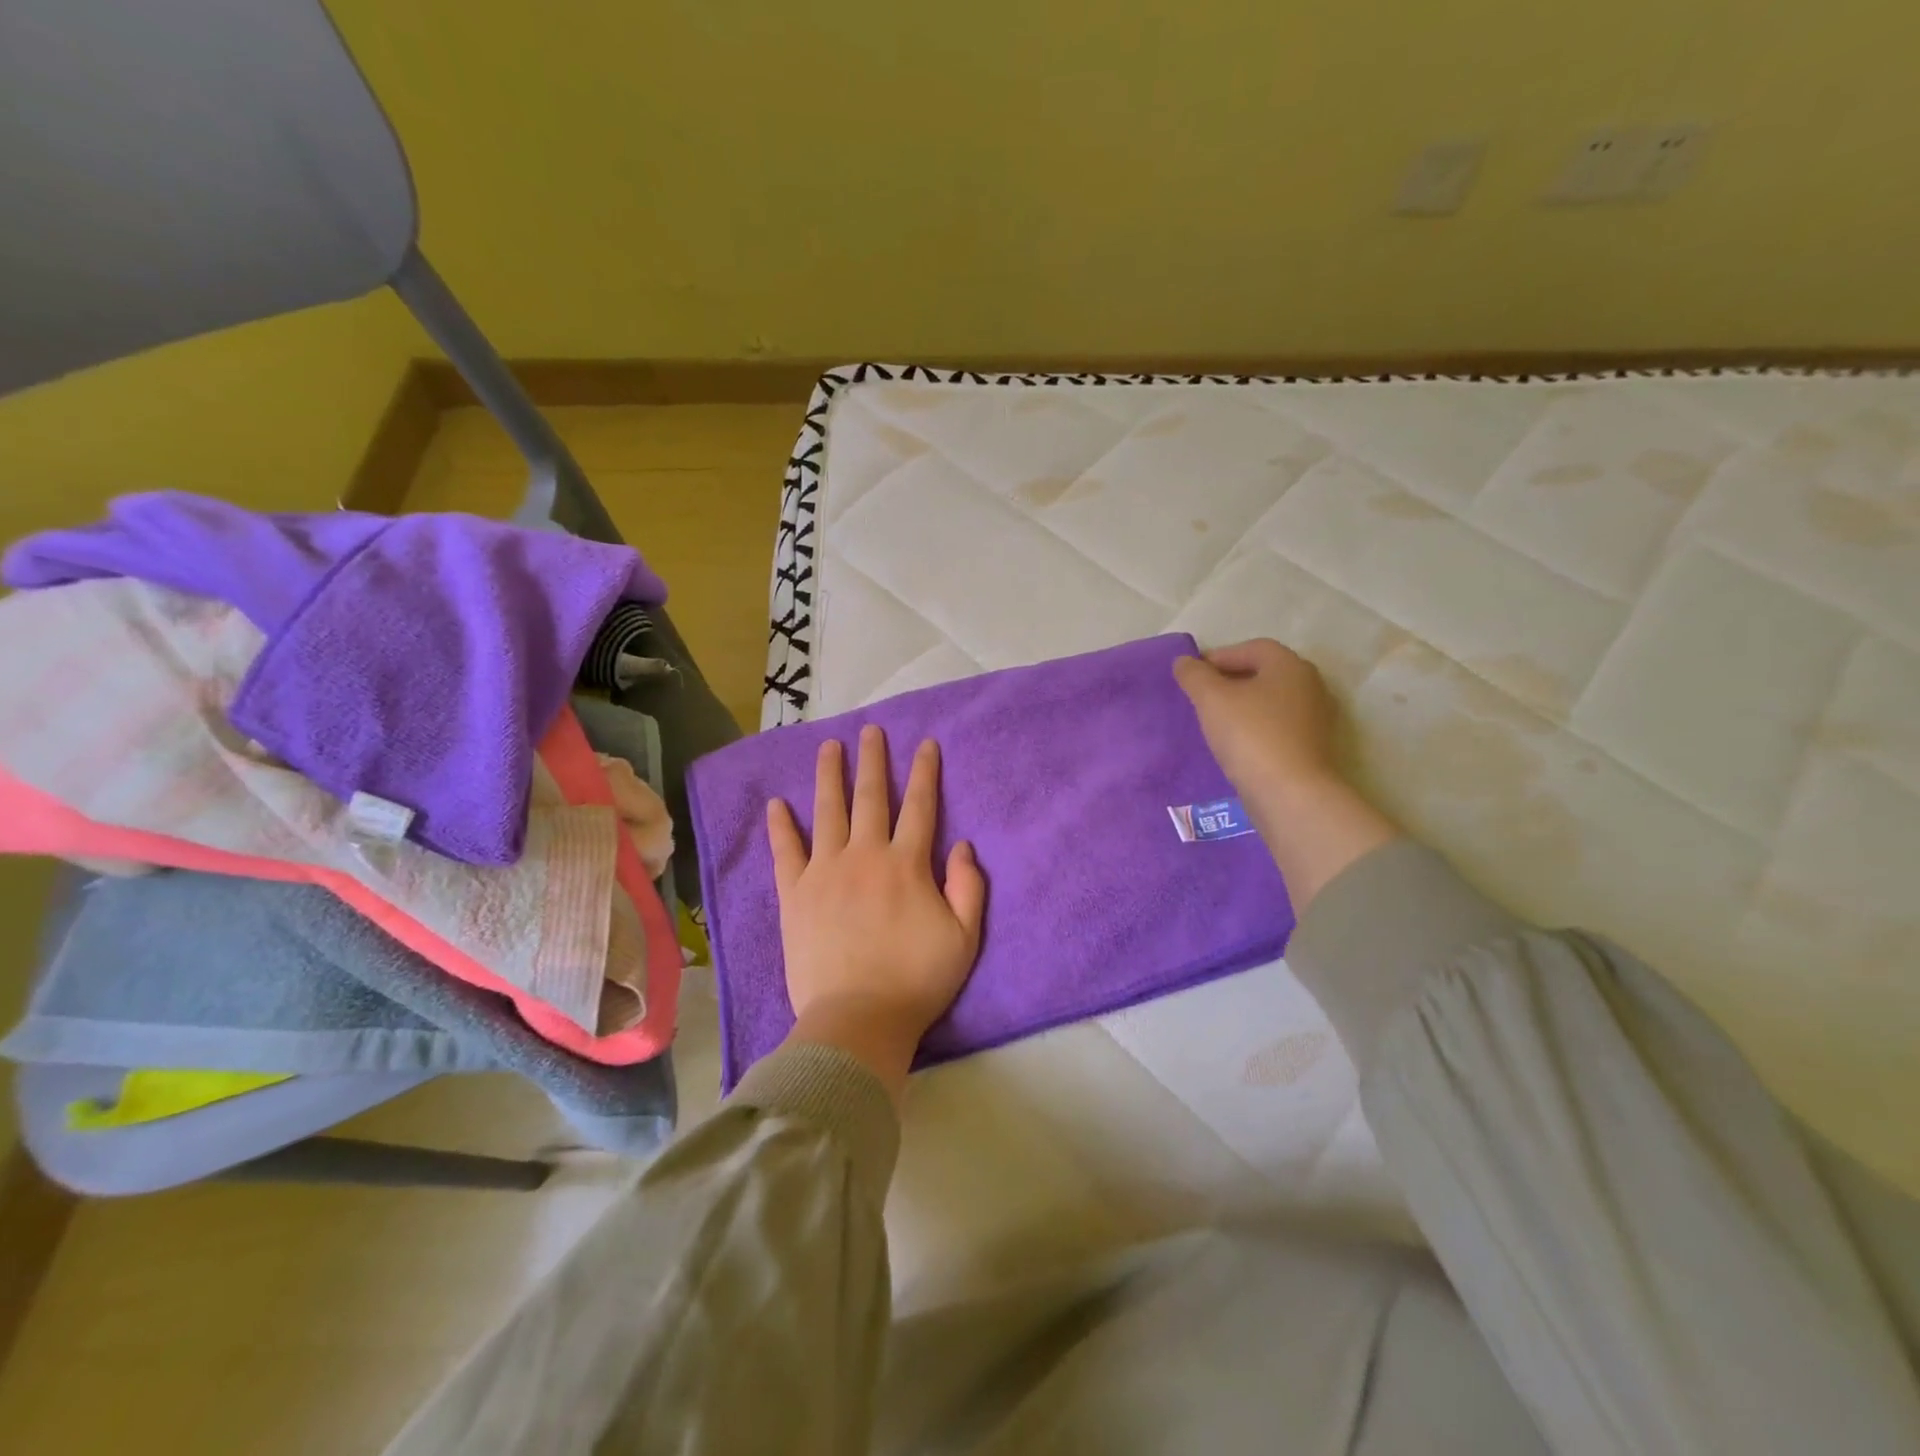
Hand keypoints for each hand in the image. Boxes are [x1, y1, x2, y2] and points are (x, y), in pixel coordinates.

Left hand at [766, 726, 985, 1095]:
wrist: (858, 1020)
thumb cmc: (917, 981)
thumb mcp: (965, 937)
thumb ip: (969, 887)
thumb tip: (963, 845)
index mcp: (906, 864)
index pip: (919, 806)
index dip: (924, 772)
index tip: (925, 744)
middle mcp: (865, 856)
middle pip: (870, 797)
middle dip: (873, 760)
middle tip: (870, 730)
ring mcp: (825, 872)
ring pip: (827, 812)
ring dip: (829, 776)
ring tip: (828, 747)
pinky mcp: (794, 894)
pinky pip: (786, 852)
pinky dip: (781, 827)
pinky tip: (777, 804)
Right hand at [1175, 639, 1397, 910]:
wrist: (1291, 794)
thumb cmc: (1250, 735)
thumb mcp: (1212, 699)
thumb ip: (1194, 675)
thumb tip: (1184, 661)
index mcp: (1290, 666)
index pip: (1251, 648)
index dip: (1219, 657)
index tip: (1192, 676)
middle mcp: (1310, 686)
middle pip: (1263, 674)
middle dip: (1231, 681)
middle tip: (1201, 698)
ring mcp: (1315, 719)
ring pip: (1270, 703)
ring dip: (1243, 707)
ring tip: (1214, 723)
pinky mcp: (1312, 748)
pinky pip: (1277, 728)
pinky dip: (1255, 729)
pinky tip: (1235, 746)